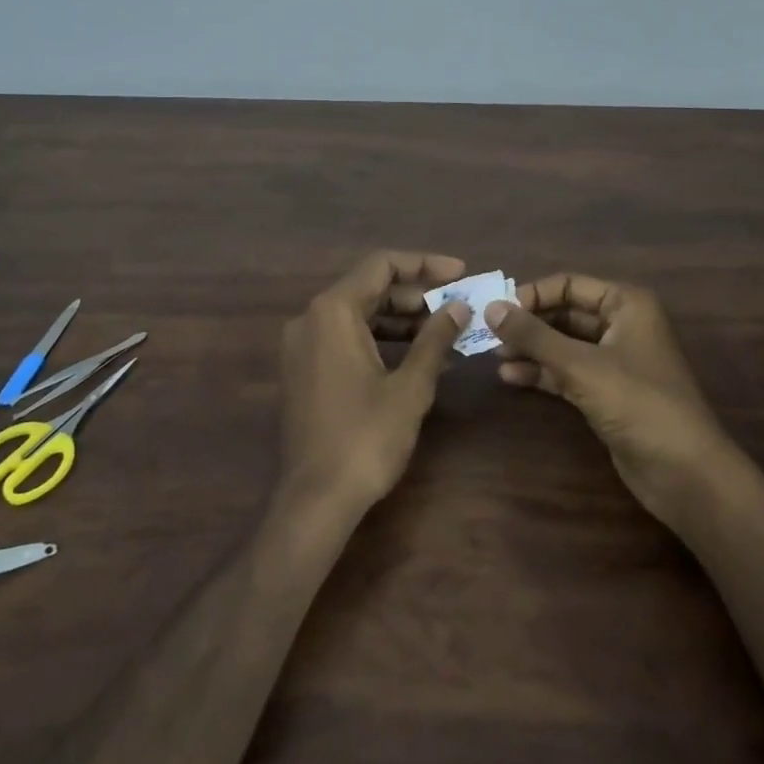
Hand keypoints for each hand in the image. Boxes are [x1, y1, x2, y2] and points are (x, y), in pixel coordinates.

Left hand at [278, 251, 468, 520]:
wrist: (315, 499)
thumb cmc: (366, 438)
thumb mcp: (410, 386)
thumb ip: (435, 339)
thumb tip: (459, 308)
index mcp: (333, 311)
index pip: (381, 265)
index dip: (424, 264)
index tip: (460, 273)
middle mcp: (311, 318)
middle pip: (369, 288)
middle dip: (416, 295)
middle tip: (458, 306)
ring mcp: (302, 345)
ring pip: (358, 314)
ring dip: (401, 319)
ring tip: (445, 331)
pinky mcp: (303, 370)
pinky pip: (345, 338)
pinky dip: (380, 340)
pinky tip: (416, 356)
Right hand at [488, 274, 738, 526]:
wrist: (684, 472)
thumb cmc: (638, 403)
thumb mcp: (581, 365)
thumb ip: (534, 336)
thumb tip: (490, 307)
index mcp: (626, 304)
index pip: (569, 284)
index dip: (532, 295)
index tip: (497, 312)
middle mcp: (621, 325)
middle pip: (564, 313)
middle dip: (528, 324)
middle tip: (488, 335)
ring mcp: (614, 360)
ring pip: (563, 344)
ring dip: (531, 349)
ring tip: (494, 357)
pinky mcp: (607, 393)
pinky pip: (567, 372)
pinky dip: (542, 373)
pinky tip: (512, 378)